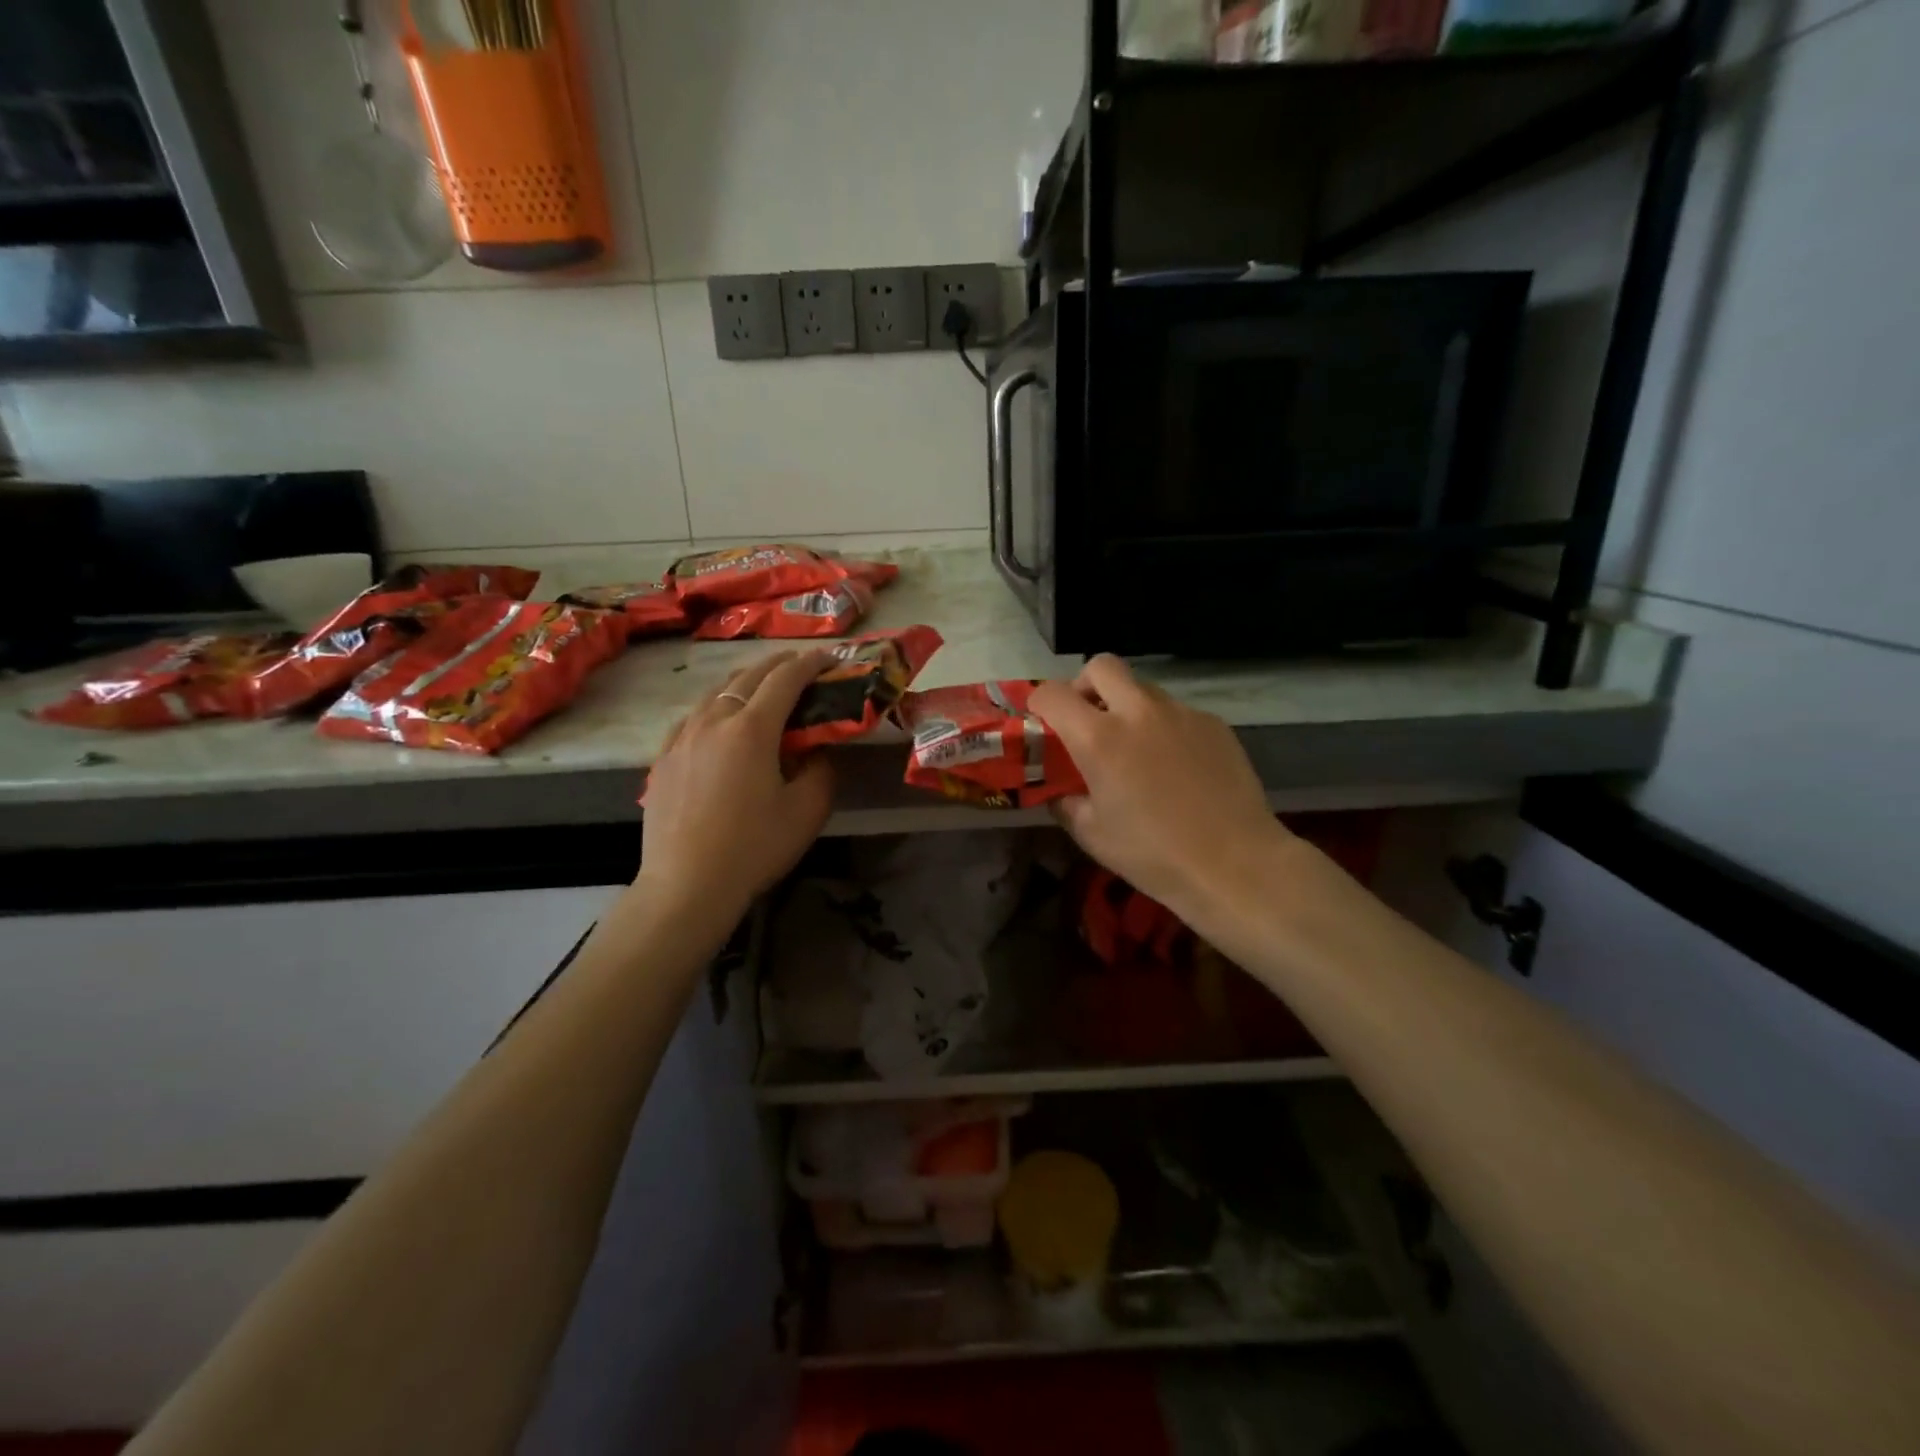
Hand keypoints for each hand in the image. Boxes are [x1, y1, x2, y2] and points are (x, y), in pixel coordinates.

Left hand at [638, 651, 835, 920]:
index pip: (786, 678)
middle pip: (748, 676)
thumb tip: (817, 750)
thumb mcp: (808, 810)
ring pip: (715, 693)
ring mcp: (682, 737)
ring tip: (762, 687)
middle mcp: (714, 720)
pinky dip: (715, 706)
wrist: (686, 885)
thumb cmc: (754, 847)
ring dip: (744, 682)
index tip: (830, 658)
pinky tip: (719, 721)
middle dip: (778, 664)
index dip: (811, 663)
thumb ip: (822, 769)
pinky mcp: (663, 758)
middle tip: (801, 664)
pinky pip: (693, 717)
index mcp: (752, 728)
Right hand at [1030, 655, 1292, 927]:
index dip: (1039, 703)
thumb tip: (1059, 790)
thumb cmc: (1153, 855)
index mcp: (1099, 738)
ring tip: (1135, 748)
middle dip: (1085, 685)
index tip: (1041, 721)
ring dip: (1127, 706)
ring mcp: (1181, 713)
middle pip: (1101, 666)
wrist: (1234, 864)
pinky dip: (1163, 727)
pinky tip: (1174, 766)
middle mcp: (1138, 712)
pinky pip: (1176, 712)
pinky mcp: (1213, 724)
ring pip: (1142, 688)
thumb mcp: (1092, 835)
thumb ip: (1066, 802)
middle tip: (1088, 719)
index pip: (1053, 694)